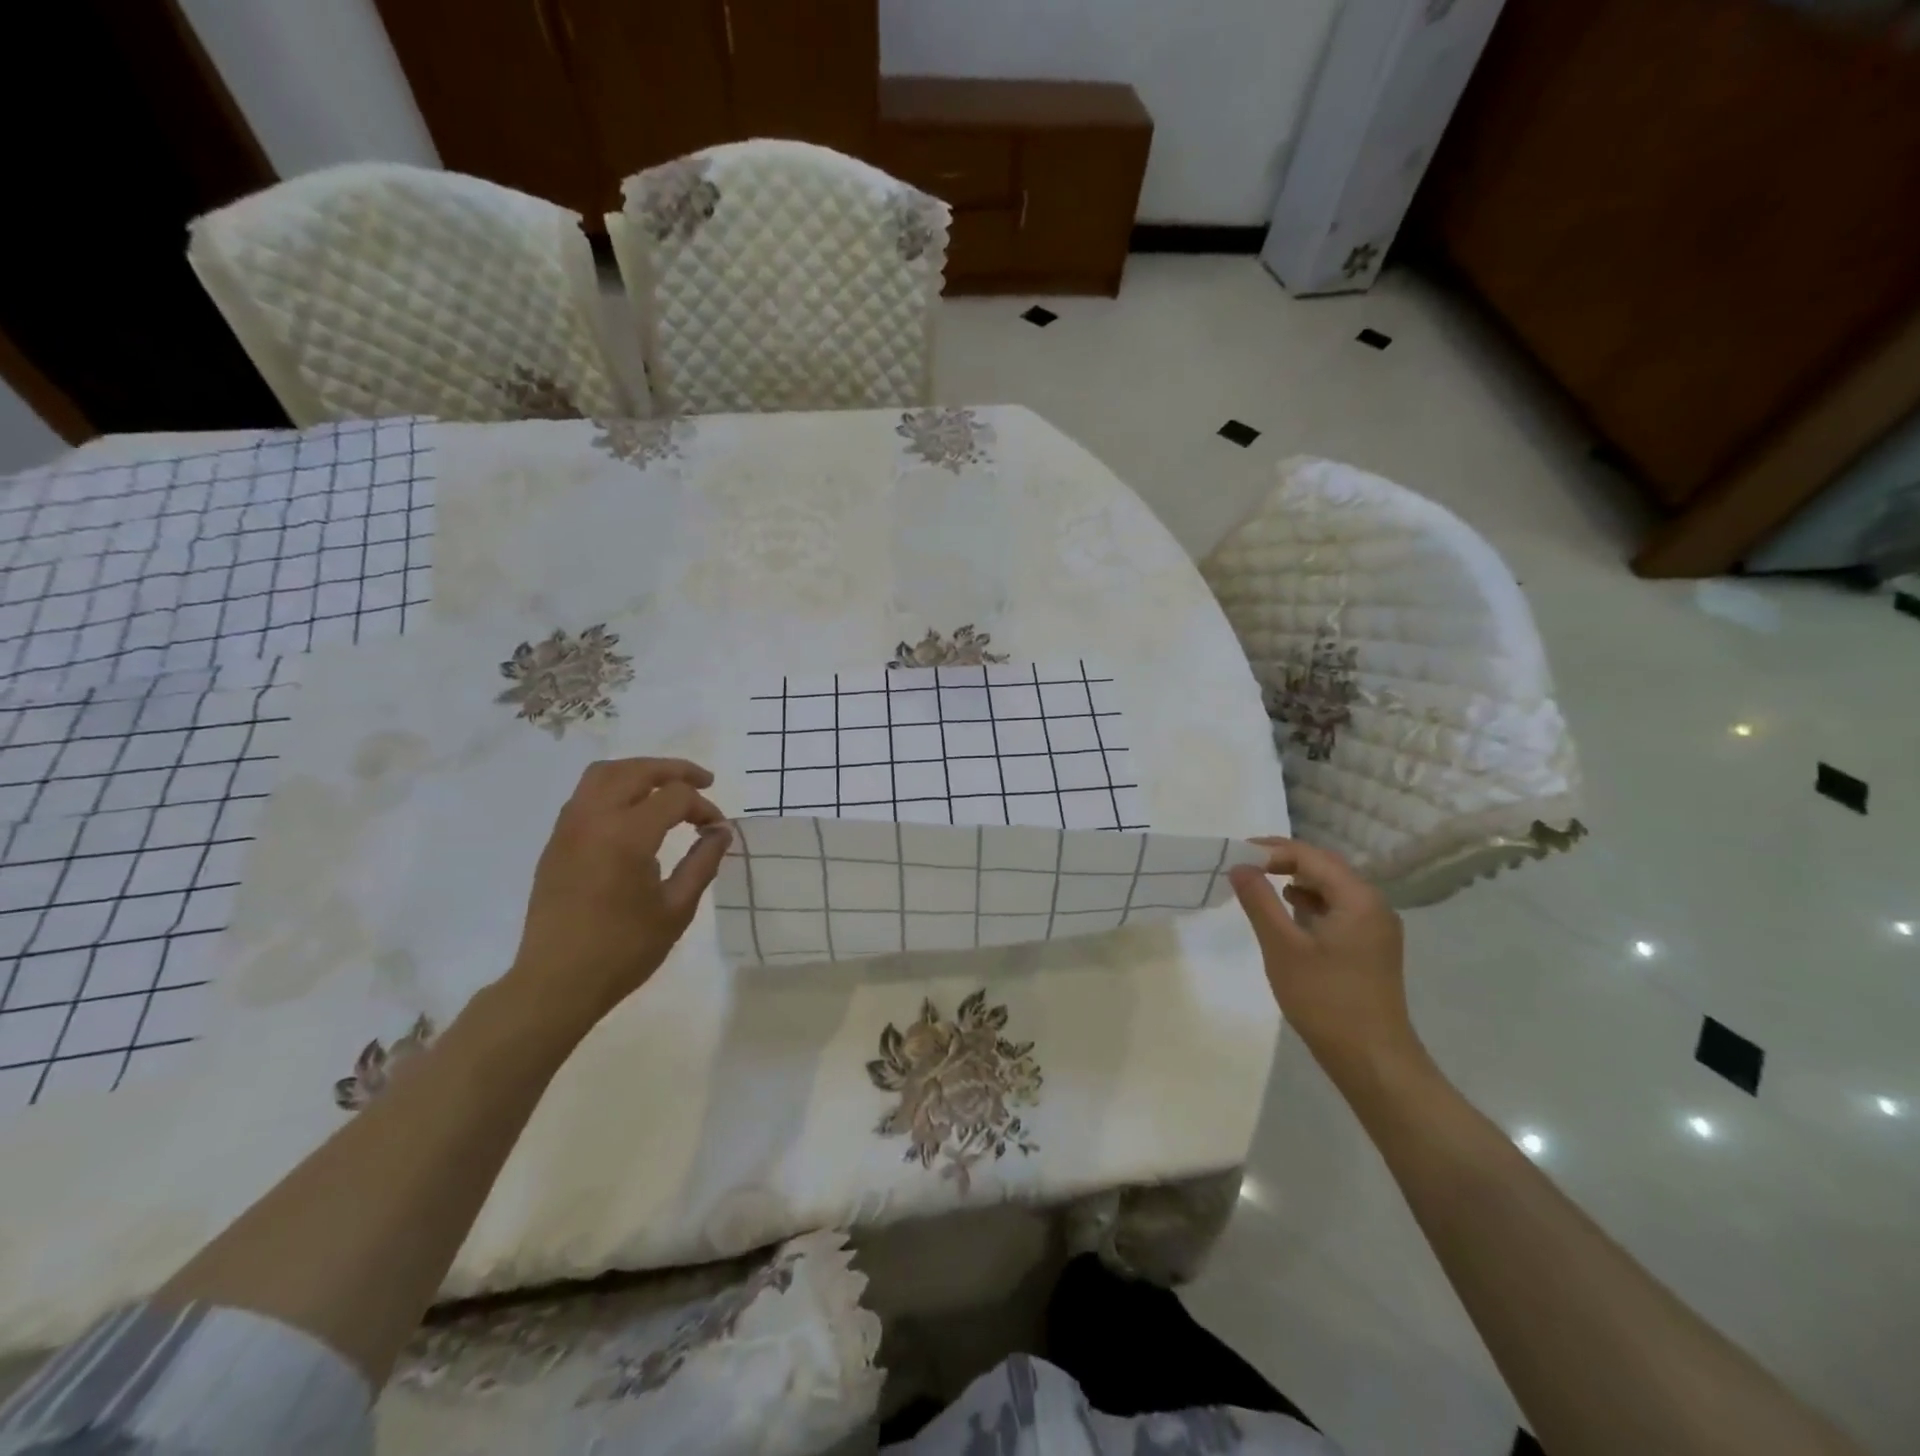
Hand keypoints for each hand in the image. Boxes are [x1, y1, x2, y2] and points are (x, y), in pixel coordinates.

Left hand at [507, 758, 731, 1026]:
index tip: (716, 830)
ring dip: (640, 772)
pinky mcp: (555, 843)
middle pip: (636, 770)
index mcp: (626, 835)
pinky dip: (615, 788)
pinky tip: (634, 812)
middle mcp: (593, 819)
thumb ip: (703, 862)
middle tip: (704, 782)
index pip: (675, 796)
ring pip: (604, 774)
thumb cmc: (623, 950)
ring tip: (666, 787)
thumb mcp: (676, 909)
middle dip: (674, 770)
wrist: (555, 983)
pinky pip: (586, 795)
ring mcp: (568, 829)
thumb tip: (720, 831)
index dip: (703, 806)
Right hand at [1228, 837, 1424, 1089]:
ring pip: (1332, 888)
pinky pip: (1338, 909)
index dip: (1271, 849)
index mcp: (1358, 898)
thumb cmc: (1325, 1000)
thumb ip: (1259, 901)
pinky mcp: (1371, 946)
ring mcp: (1376, 927)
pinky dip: (1311, 903)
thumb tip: (1240, 866)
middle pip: (1324, 867)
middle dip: (1283, 861)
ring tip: (1260, 886)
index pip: (1310, 856)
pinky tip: (1289, 914)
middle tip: (1243, 866)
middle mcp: (1373, 904)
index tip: (1235, 854)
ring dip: (1296, 881)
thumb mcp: (1282, 947)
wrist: (1372, 1059)